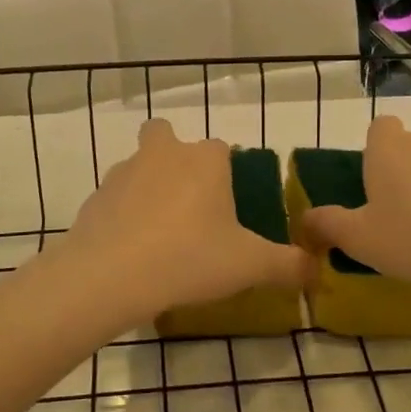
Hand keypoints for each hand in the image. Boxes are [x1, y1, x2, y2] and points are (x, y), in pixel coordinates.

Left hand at [51, 119, 310, 318]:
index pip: (221, 148)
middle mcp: (163, 154)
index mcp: (204, 161)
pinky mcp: (95, 198)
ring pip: (139, 166)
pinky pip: (115, 199)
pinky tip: (132, 251)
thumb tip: (315, 271)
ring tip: (160, 235)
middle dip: (174, 157)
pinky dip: (123, 215)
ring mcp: (124, 173)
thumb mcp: (249, 266)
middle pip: (166, 136)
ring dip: (148, 188)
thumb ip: (287, 265)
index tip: (227, 207)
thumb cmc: (190, 258)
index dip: (225, 172)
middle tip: (187, 203)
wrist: (111, 276)